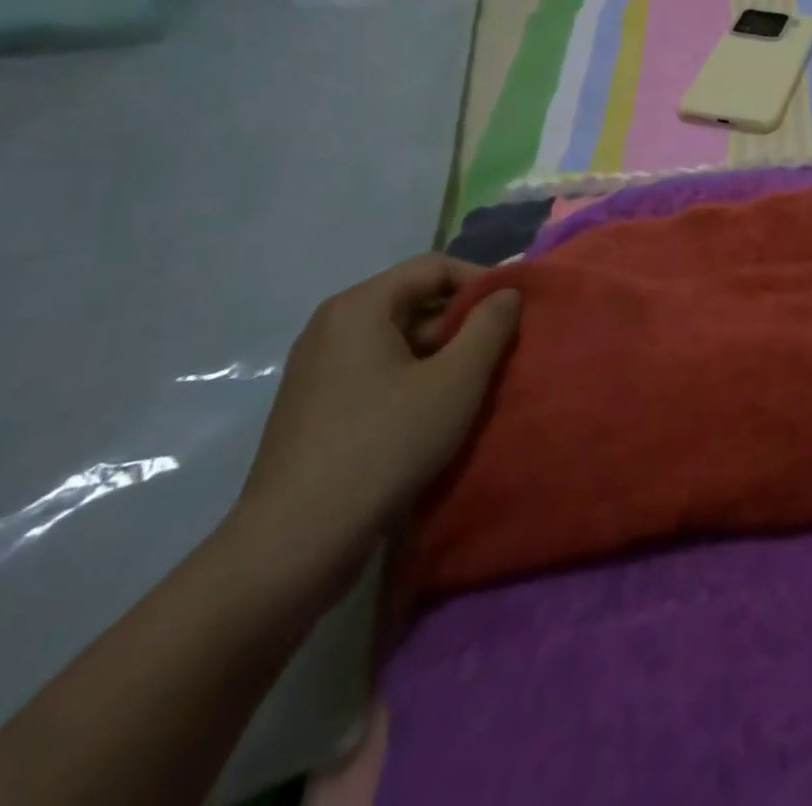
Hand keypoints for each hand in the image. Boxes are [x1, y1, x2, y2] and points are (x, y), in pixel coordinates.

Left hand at [229, 255, 519, 592]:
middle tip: (500, 354)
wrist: (295, 544)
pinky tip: (435, 416)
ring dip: (442, 355)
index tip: (516, 313)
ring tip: (476, 387)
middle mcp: (331, 327)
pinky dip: (413, 381)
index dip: (482, 282)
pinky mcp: (315, 409)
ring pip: (397, 341)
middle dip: (463, 323)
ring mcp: (318, 370)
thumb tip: (506, 294)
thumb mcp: (457, 379)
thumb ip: (490, 326)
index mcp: (359, 307)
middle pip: (413, 301)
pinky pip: (377, 373)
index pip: (434, 268)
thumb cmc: (385, 444)